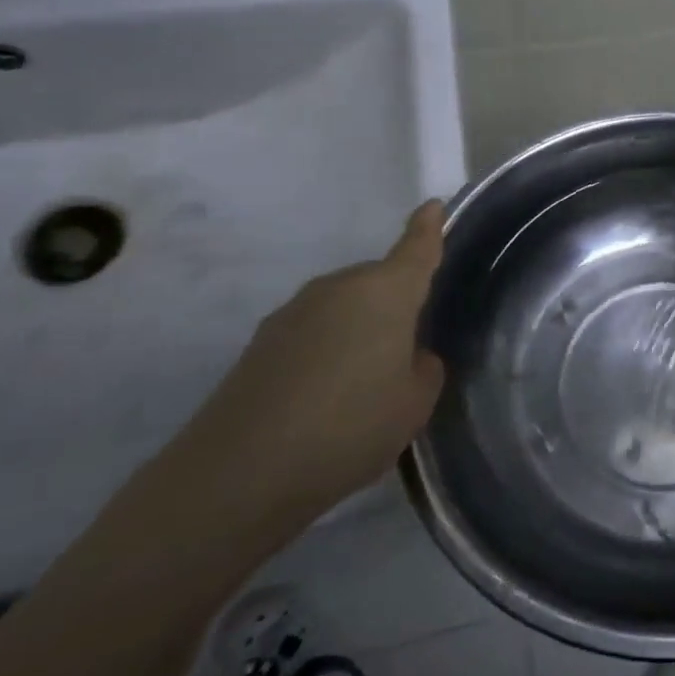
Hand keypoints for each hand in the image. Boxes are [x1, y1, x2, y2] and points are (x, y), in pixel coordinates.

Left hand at [165, 200, 447, 538]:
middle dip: (395, 304)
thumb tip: (407, 354)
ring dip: (358, 329)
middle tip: (404, 352)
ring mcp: (294, 311)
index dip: (428, 227)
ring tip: (361, 385)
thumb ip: (423, 368)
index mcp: (385, 292)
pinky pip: (313, 331)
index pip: (416, 248)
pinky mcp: (262, 341)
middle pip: (378, 282)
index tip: (433, 205)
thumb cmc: (350, 426)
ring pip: (344, 307)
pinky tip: (322, 398)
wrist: (241, 471)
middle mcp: (339, 287)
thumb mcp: (414, 404)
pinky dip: (326, 350)